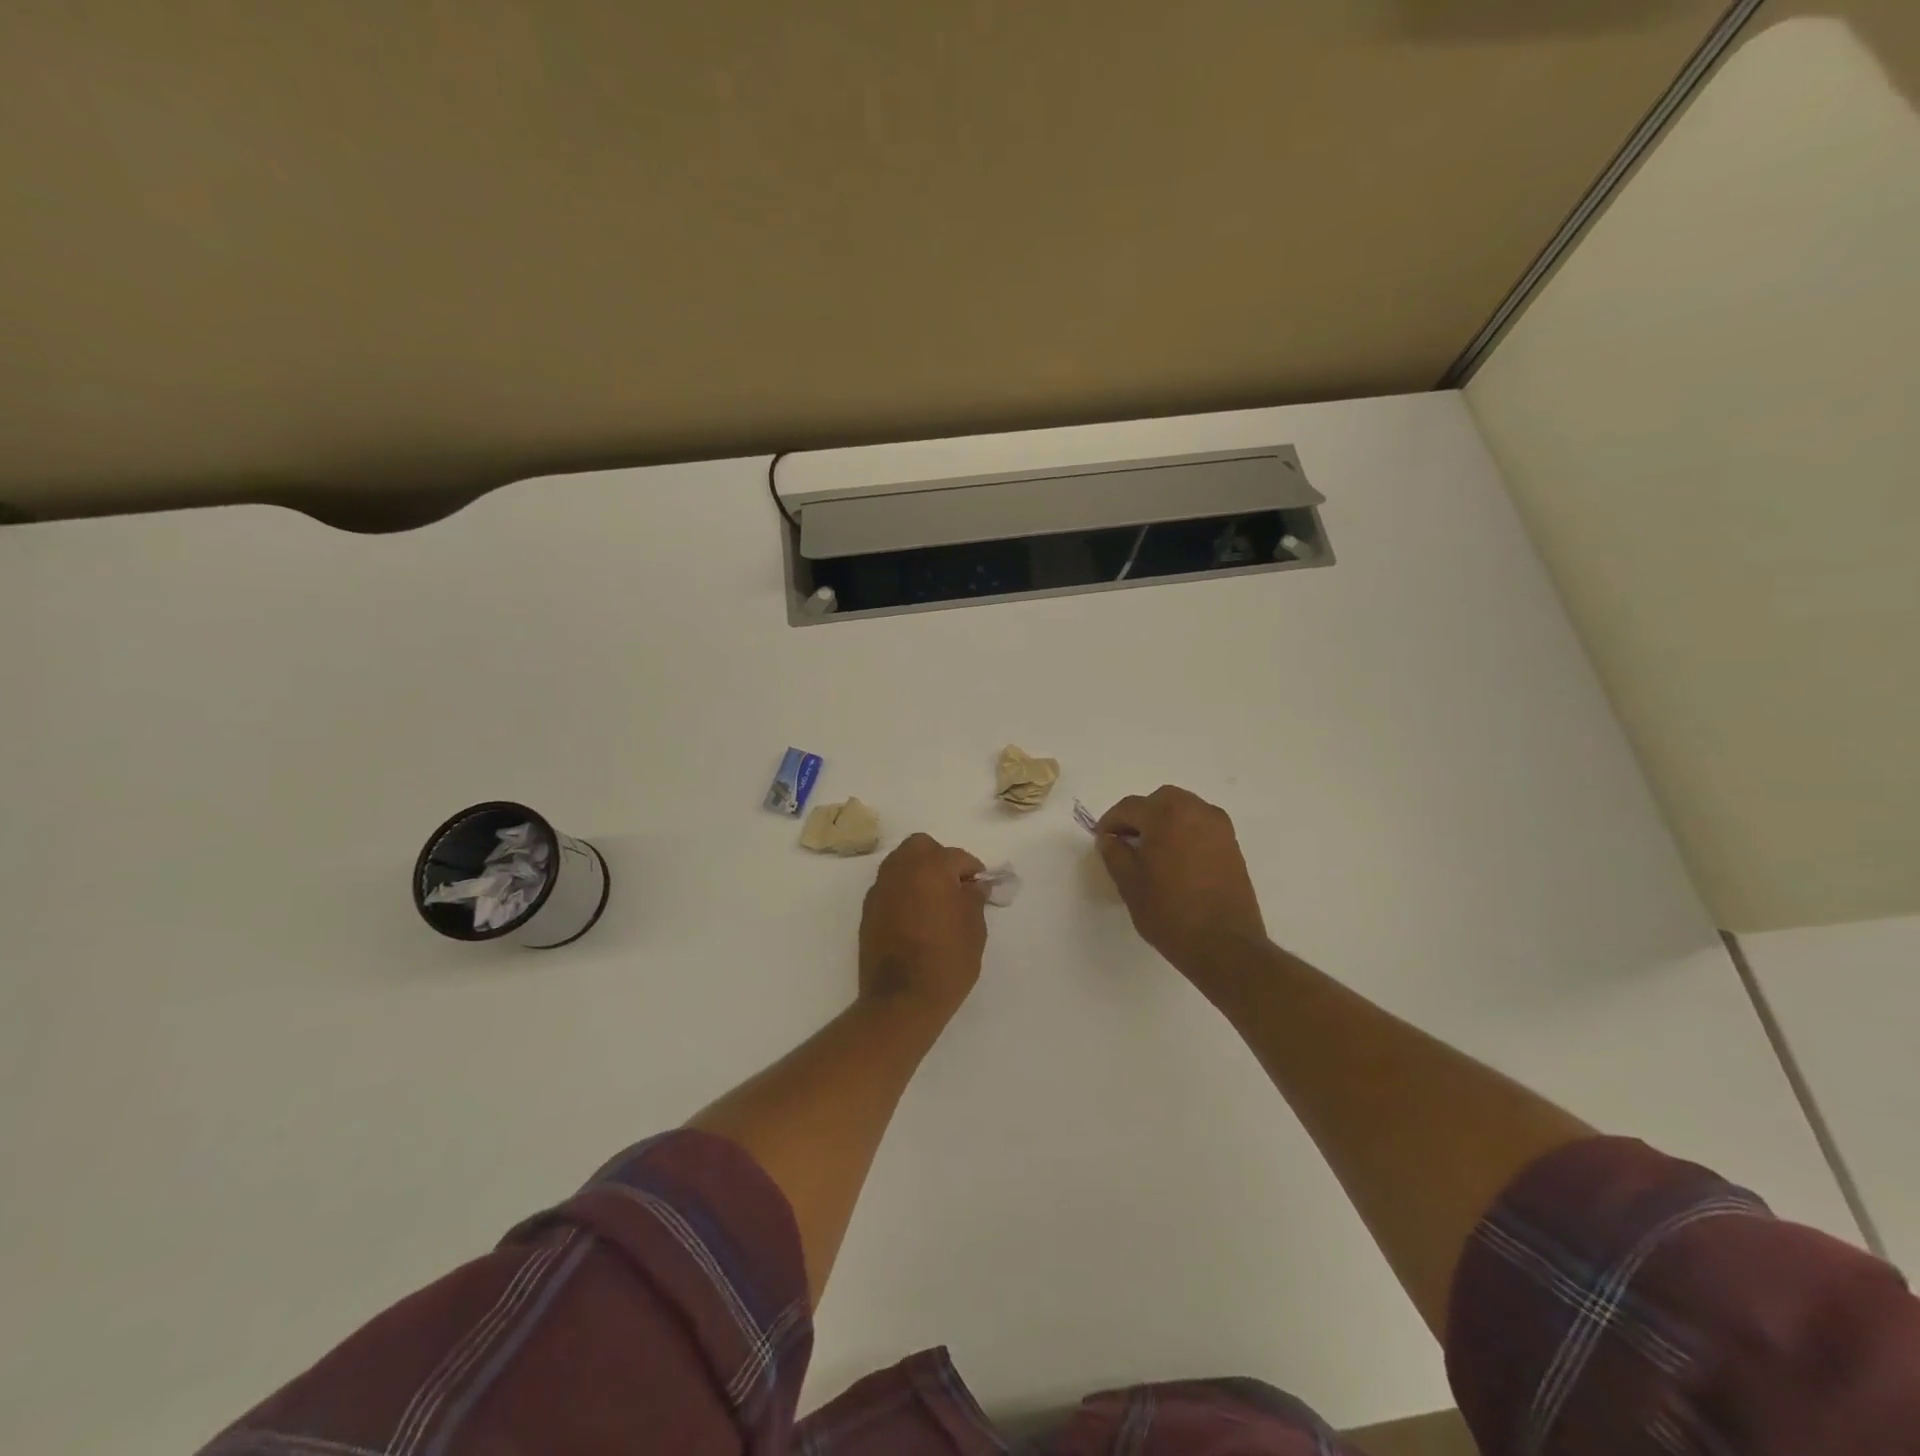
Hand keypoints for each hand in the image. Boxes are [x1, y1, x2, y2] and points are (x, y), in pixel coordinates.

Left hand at [858, 833, 988, 1024]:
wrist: (901, 1000)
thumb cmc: (947, 963)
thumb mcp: (974, 929)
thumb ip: (974, 899)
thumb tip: (974, 885)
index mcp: (931, 869)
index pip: (956, 856)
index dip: (972, 869)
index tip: (980, 886)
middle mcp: (901, 871)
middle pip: (921, 846)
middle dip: (939, 858)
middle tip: (954, 885)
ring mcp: (880, 889)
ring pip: (900, 862)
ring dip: (918, 871)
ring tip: (934, 899)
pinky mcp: (868, 910)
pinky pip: (888, 886)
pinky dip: (903, 890)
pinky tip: (915, 915)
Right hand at [1097, 786, 1267, 984]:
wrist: (1225, 945)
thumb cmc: (1170, 913)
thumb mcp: (1129, 884)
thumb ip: (1114, 853)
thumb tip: (1109, 838)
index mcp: (1167, 815)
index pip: (1130, 807)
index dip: (1111, 821)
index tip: (1102, 839)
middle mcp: (1196, 811)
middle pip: (1159, 800)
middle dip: (1140, 816)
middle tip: (1126, 841)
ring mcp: (1218, 826)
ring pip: (1183, 809)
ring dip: (1163, 821)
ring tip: (1152, 851)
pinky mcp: (1232, 844)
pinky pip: (1200, 825)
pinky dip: (1183, 831)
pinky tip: (1175, 859)